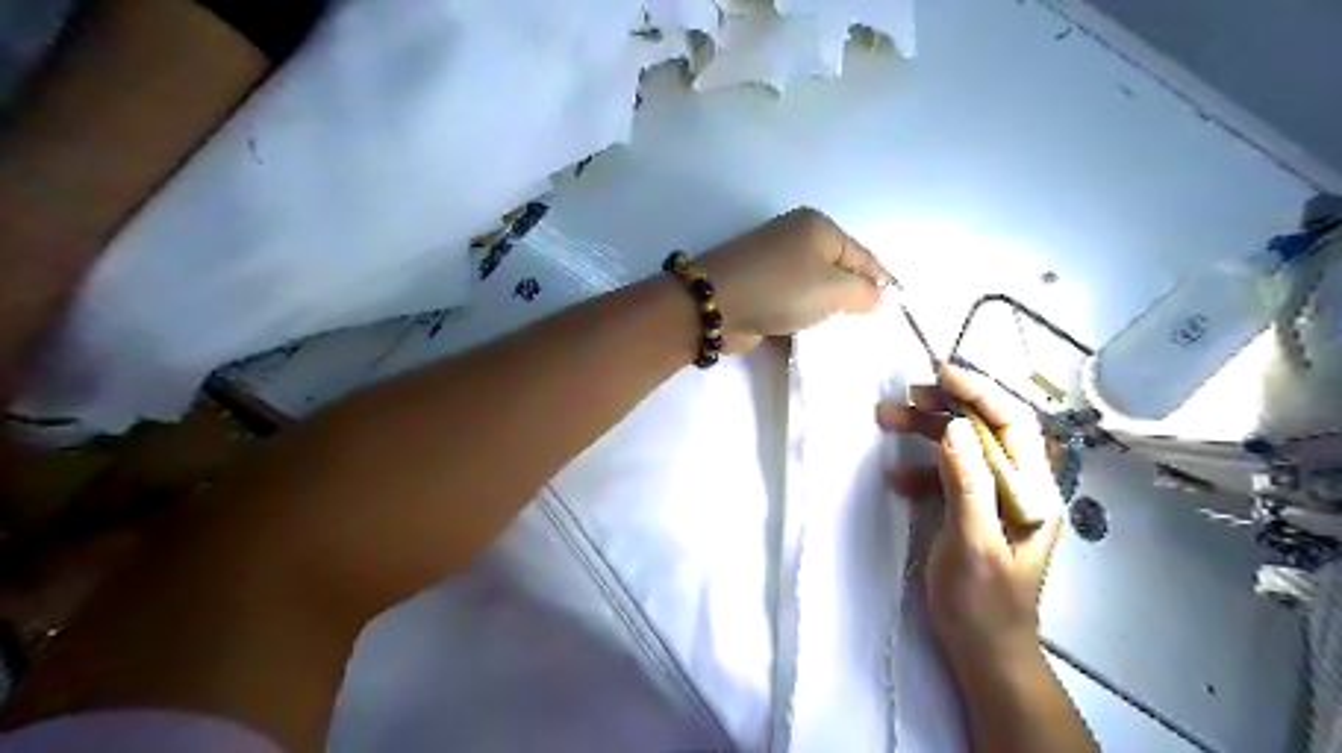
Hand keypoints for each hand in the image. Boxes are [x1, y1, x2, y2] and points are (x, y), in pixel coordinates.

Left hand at [703, 207, 887, 353]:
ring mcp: (774, 262)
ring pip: (815, 288)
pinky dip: (804, 316)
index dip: (883, 281)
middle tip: (871, 326)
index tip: (898, 307)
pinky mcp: (759, 287)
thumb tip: (879, 296)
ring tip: (845, 333)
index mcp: (818, 226)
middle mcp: (796, 238)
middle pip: (838, 270)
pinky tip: (814, 334)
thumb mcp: (833, 289)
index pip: (863, 255)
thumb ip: (864, 293)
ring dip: (827, 310)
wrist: (715, 305)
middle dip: (853, 297)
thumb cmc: (781, 289)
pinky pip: (793, 301)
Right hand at [877, 363, 1065, 671]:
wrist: (983, 651)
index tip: (940, 372)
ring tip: (887, 418)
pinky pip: (947, 473)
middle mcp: (1020, 487)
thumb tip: (952, 429)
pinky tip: (897, 479)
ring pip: (963, 447)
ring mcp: (995, 498)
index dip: (980, 392)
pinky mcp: (972, 510)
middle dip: (947, 405)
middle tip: (906, 393)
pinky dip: (921, 468)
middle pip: (987, 429)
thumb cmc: (983, 603)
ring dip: (927, 430)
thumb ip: (966, 485)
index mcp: (1034, 492)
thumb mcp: (973, 544)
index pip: (1013, 424)